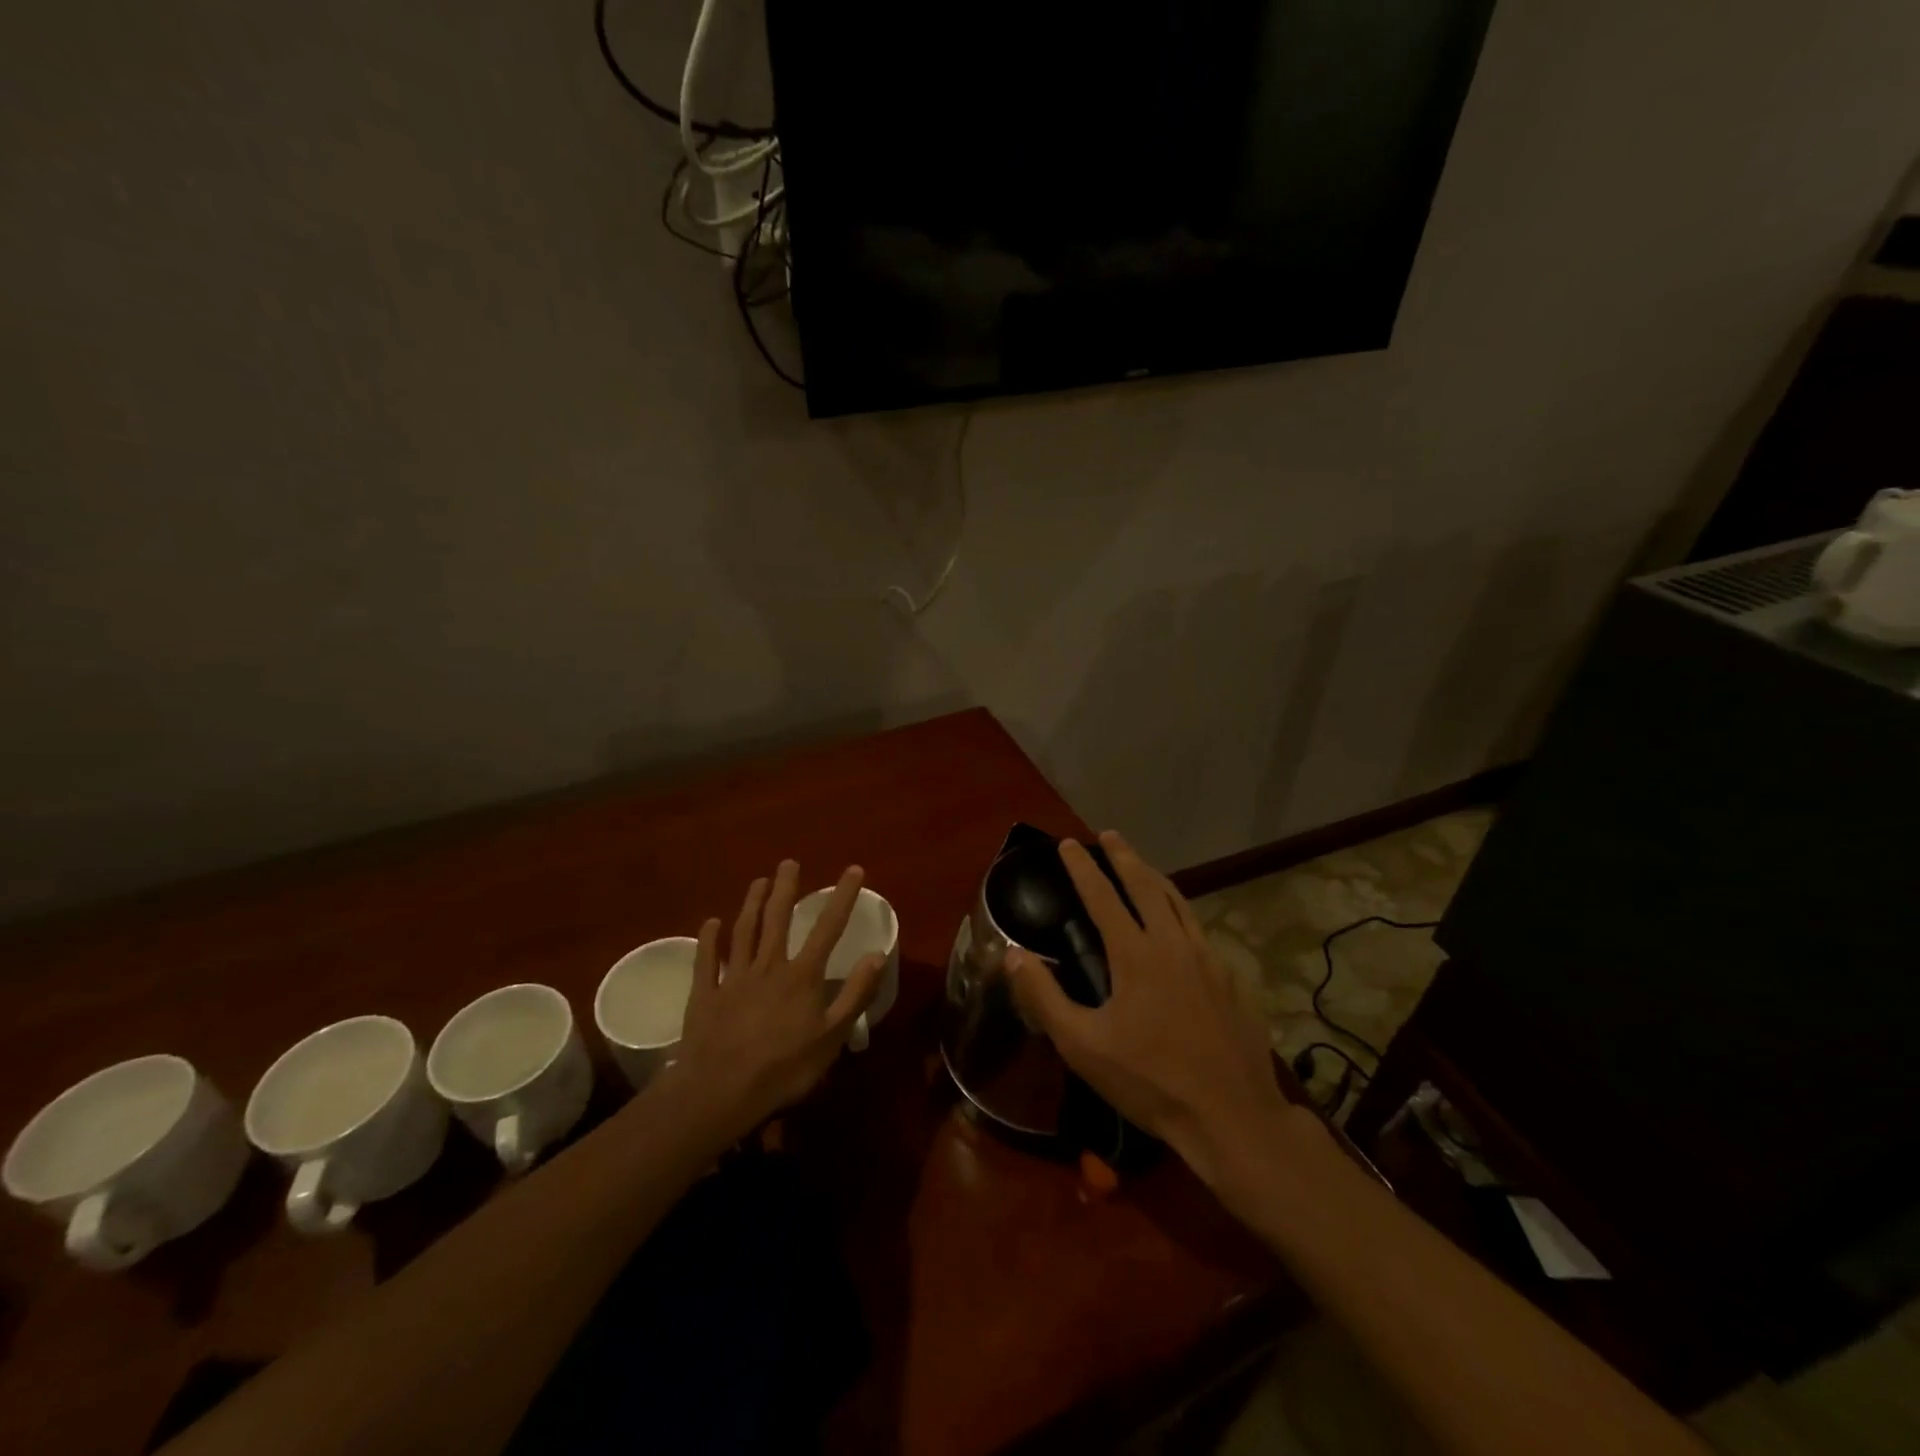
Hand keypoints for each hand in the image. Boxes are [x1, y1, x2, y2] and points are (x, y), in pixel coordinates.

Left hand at [662, 860, 885, 1145]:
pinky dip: (709, 939)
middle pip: (778, 919)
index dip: (842, 897)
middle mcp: (768, 967)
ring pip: (743, 931)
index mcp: (801, 976)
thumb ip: (854, 994)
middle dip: (786, 888)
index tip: (853, 869)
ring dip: (751, 904)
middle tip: (788, 862)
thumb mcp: (832, 1037)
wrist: (719, 1092)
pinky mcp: (705, 995)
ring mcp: (733, 978)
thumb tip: (877, 954)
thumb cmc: (784, 1069)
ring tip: (758, 880)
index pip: (828, 928)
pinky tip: (710, 922)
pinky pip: (707, 960)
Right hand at [1006, 832, 1292, 1187]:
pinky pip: (1201, 931)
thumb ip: (1045, 996)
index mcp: (1136, 954)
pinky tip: (1180, 927)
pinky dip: (1182, 914)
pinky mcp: (1232, 979)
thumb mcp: (1083, 1046)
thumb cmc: (1150, 1081)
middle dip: (1125, 856)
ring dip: (1156, 878)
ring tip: (1142, 866)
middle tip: (1109, 835)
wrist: (1231, 1117)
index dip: (1083, 867)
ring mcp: (1209, 959)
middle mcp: (1173, 944)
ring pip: (1180, 903)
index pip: (1103, 896)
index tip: (1068, 843)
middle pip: (1146, 885)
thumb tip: (1013, 953)